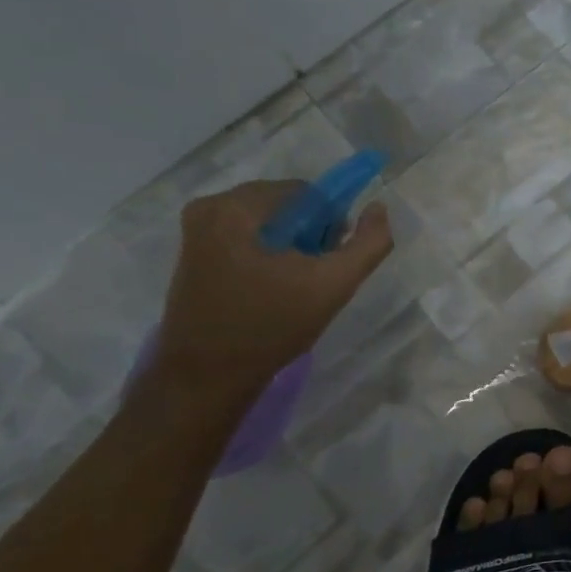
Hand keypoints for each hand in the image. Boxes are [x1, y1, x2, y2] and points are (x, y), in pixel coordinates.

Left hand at [155, 181, 392, 395]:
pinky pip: (246, 239)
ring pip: (267, 223)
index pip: (306, 194)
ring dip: (289, 248)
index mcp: (237, 207)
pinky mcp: (192, 254)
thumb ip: (368, 243)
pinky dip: (266, 257)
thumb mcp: (334, 285)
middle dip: (308, 236)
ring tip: (292, 289)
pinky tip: (269, 291)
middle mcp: (209, 207)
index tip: (327, 262)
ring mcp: (195, 231)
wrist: (206, 377)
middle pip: (285, 206)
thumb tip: (378, 209)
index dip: (329, 225)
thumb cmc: (271, 327)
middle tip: (312, 279)